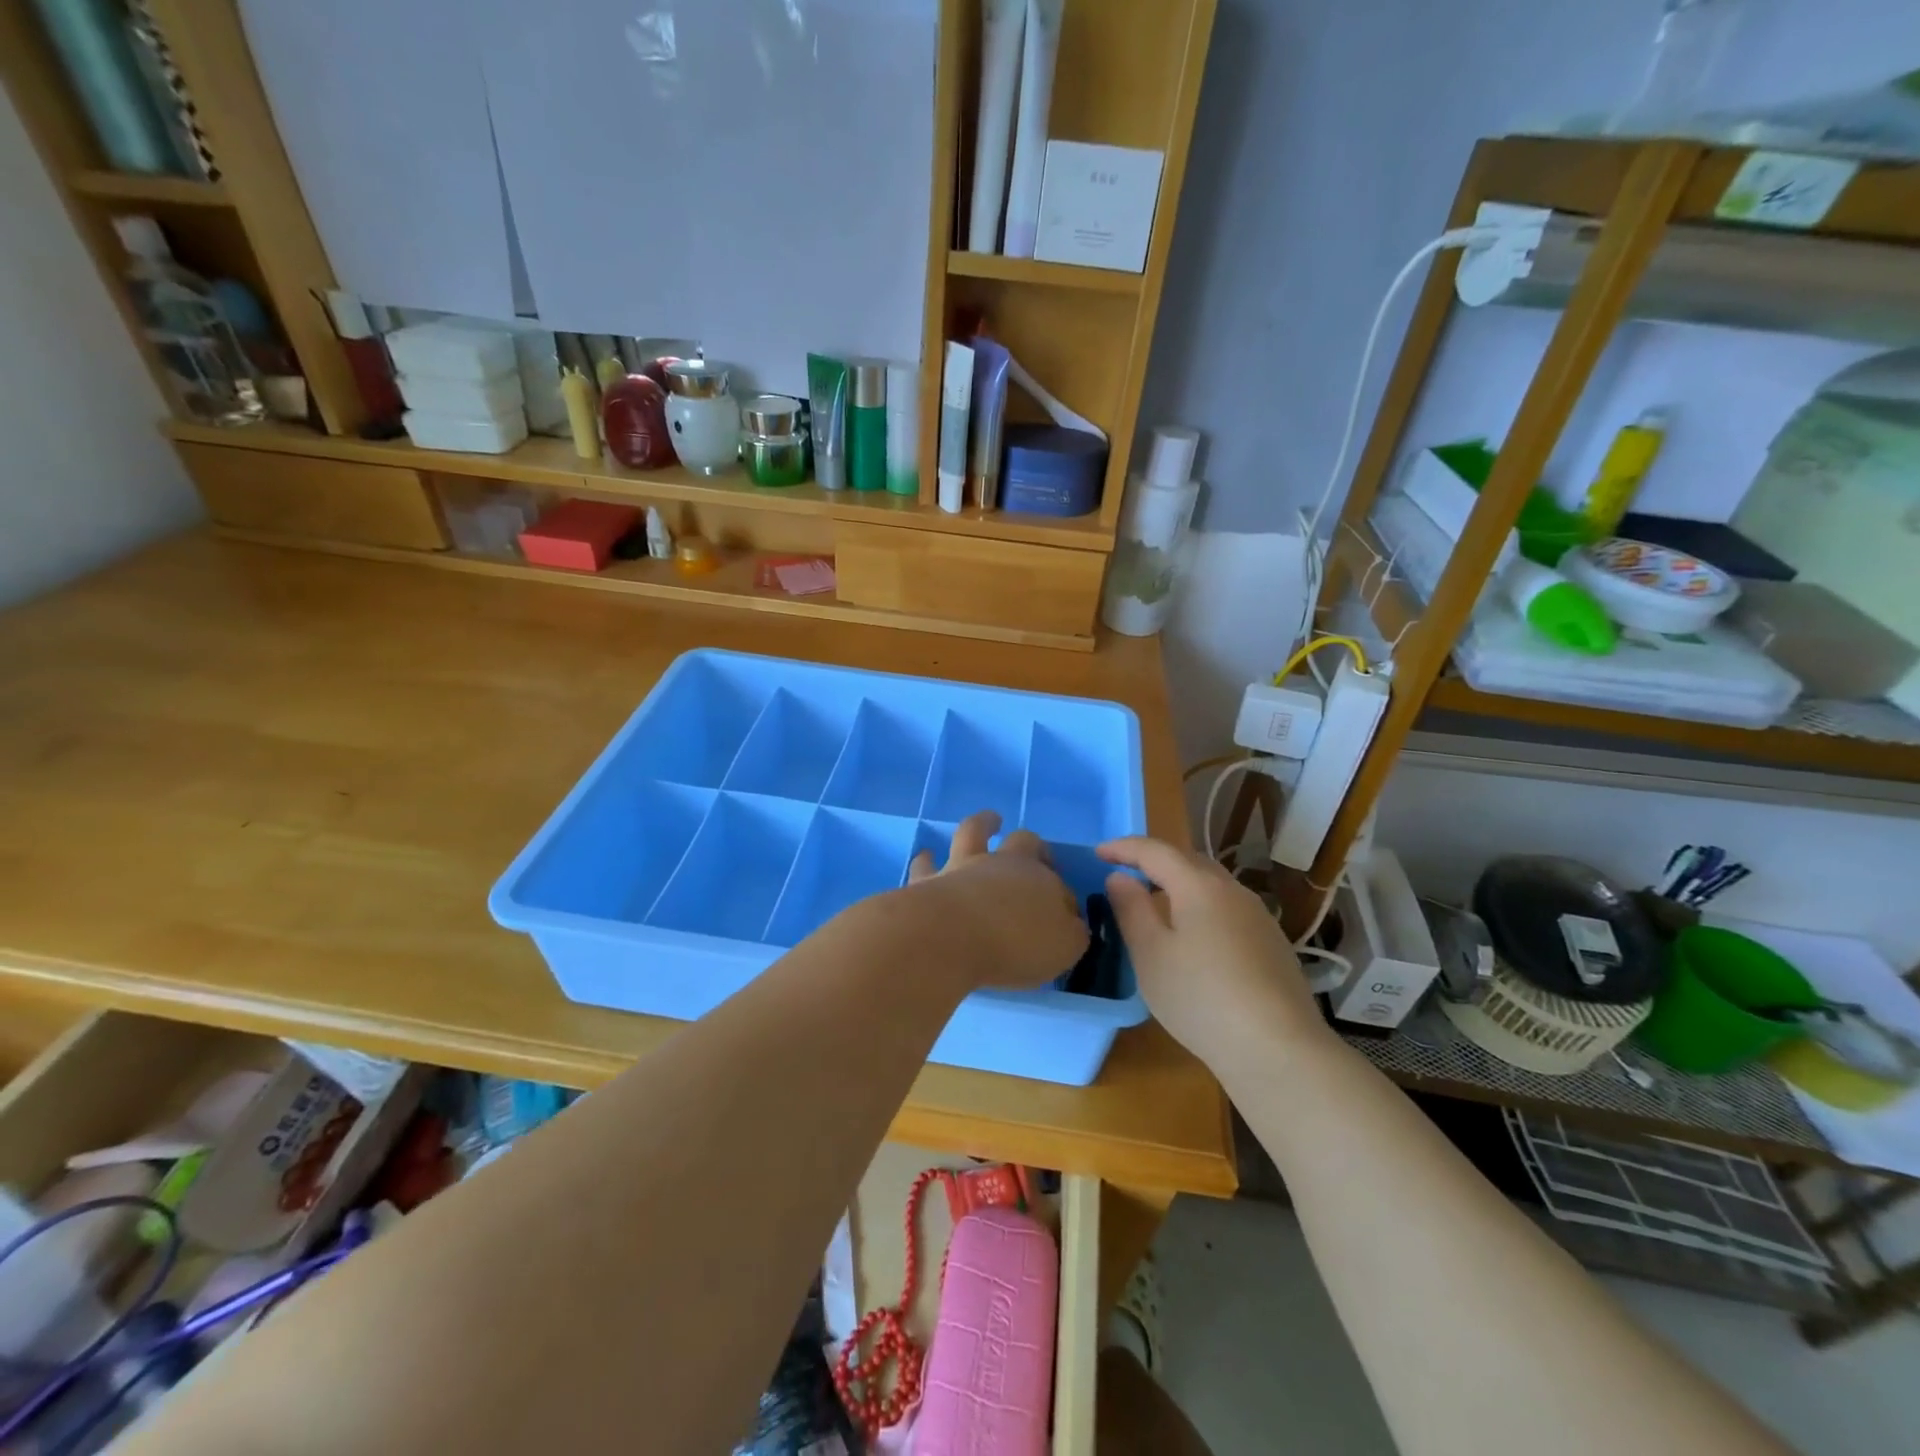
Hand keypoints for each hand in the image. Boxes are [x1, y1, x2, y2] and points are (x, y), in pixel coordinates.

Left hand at [903, 812, 1087, 991]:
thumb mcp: (1063, 947)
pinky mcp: (928, 880)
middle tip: (1034, 851)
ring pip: (974, 832)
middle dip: (1032, 845)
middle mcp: (1003, 863)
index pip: (1060, 885)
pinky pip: (927, 864)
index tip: (1065, 918)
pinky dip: (928, 860)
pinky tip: (926, 857)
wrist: (951, 935)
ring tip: (989, 821)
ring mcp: (963, 866)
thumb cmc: (1015, 943)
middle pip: (1023, 842)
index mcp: (1040, 879)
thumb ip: (1070, 935)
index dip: (1064, 899)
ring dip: (984, 824)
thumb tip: (1072, 926)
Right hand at [1097, 837, 1331, 1074]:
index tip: (1098, 853)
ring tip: (1157, 904)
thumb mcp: (1150, 954)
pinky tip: (1194, 938)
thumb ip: (1131, 909)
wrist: (1278, 1049)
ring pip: (1212, 885)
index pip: (1155, 851)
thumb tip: (1119, 878)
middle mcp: (1233, 890)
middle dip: (1154, 862)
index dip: (1123, 848)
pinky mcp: (1273, 944)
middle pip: (1188, 861)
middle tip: (1126, 874)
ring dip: (1180, 885)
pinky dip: (1201, 908)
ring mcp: (1259, 917)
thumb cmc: (1201, 997)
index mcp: (1199, 885)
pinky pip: (1227, 909)